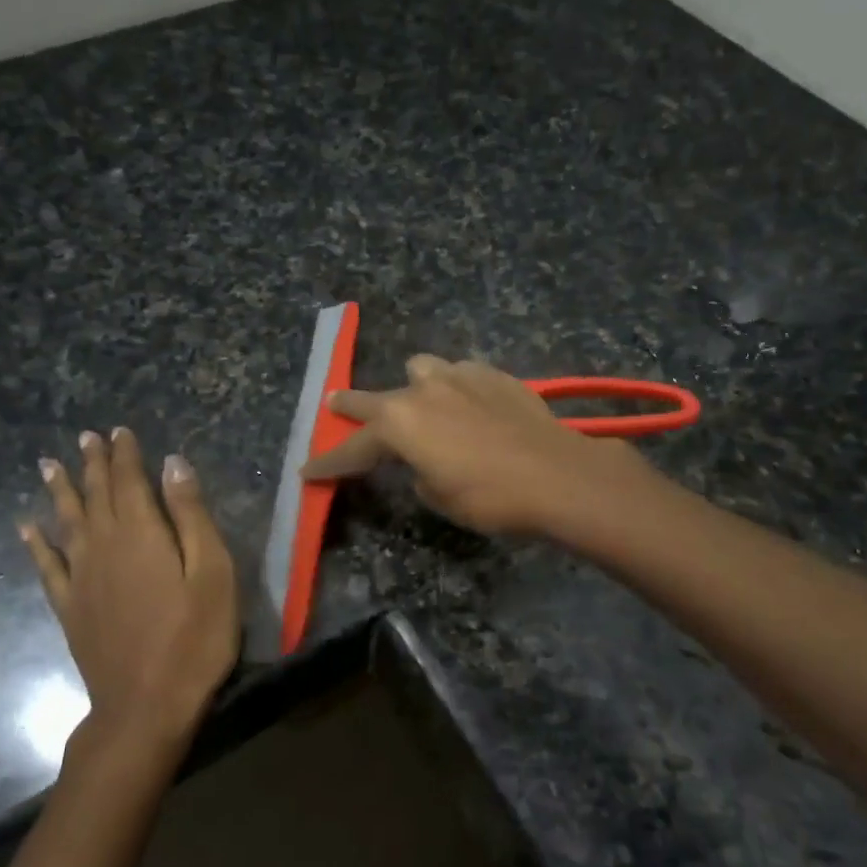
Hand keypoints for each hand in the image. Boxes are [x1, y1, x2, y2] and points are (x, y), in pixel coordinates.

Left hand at [20, 428, 238, 754]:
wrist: (146, 706)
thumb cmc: (194, 638)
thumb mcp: (212, 573)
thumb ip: (191, 516)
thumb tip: (173, 464)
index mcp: (141, 534)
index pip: (129, 481)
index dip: (125, 454)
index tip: (119, 431)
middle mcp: (103, 546)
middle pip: (95, 495)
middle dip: (92, 464)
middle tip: (85, 437)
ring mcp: (81, 578)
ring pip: (67, 522)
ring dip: (61, 491)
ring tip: (49, 465)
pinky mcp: (69, 608)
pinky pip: (46, 566)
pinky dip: (36, 544)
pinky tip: (26, 528)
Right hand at [300, 356, 640, 537]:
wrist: (558, 475)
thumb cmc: (490, 497)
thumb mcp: (440, 497)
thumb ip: (419, 473)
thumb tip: (424, 463)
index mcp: (399, 425)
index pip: (352, 448)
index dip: (330, 464)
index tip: (308, 471)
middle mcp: (421, 392)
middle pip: (374, 398)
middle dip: (353, 407)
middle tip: (338, 408)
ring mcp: (459, 376)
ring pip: (420, 369)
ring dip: (413, 387)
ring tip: (423, 403)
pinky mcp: (493, 374)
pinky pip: (461, 373)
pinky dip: (456, 387)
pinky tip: (470, 404)